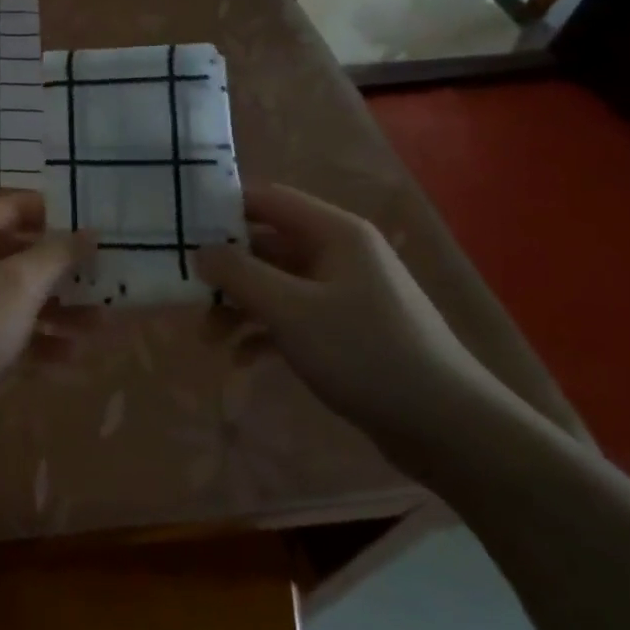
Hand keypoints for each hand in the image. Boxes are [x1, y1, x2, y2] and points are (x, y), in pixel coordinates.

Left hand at [0, 192, 93, 409]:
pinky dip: (33, 340)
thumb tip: (89, 230)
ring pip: (14, 296)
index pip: (18, 208)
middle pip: (20, 254)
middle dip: (65, 273)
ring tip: (100, 328)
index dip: (59, 216)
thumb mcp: (18, 285)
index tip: (99, 231)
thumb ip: (57, 254)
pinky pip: (2, 329)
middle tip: (107, 284)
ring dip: (56, 311)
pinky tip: (69, 359)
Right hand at [194, 185, 499, 446]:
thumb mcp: (290, 310)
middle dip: (225, 269)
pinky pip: (291, 317)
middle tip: (186, 291)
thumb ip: (239, 274)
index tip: (180, 228)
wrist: (450, 430)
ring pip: (275, 284)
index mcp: (334, 233)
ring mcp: (344, 293)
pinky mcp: (346, 330)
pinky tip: (241, 359)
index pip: (266, 199)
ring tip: (208, 338)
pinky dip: (263, 332)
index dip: (222, 208)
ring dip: (239, 306)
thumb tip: (200, 251)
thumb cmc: (366, 354)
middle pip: (266, 244)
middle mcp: (339, 254)